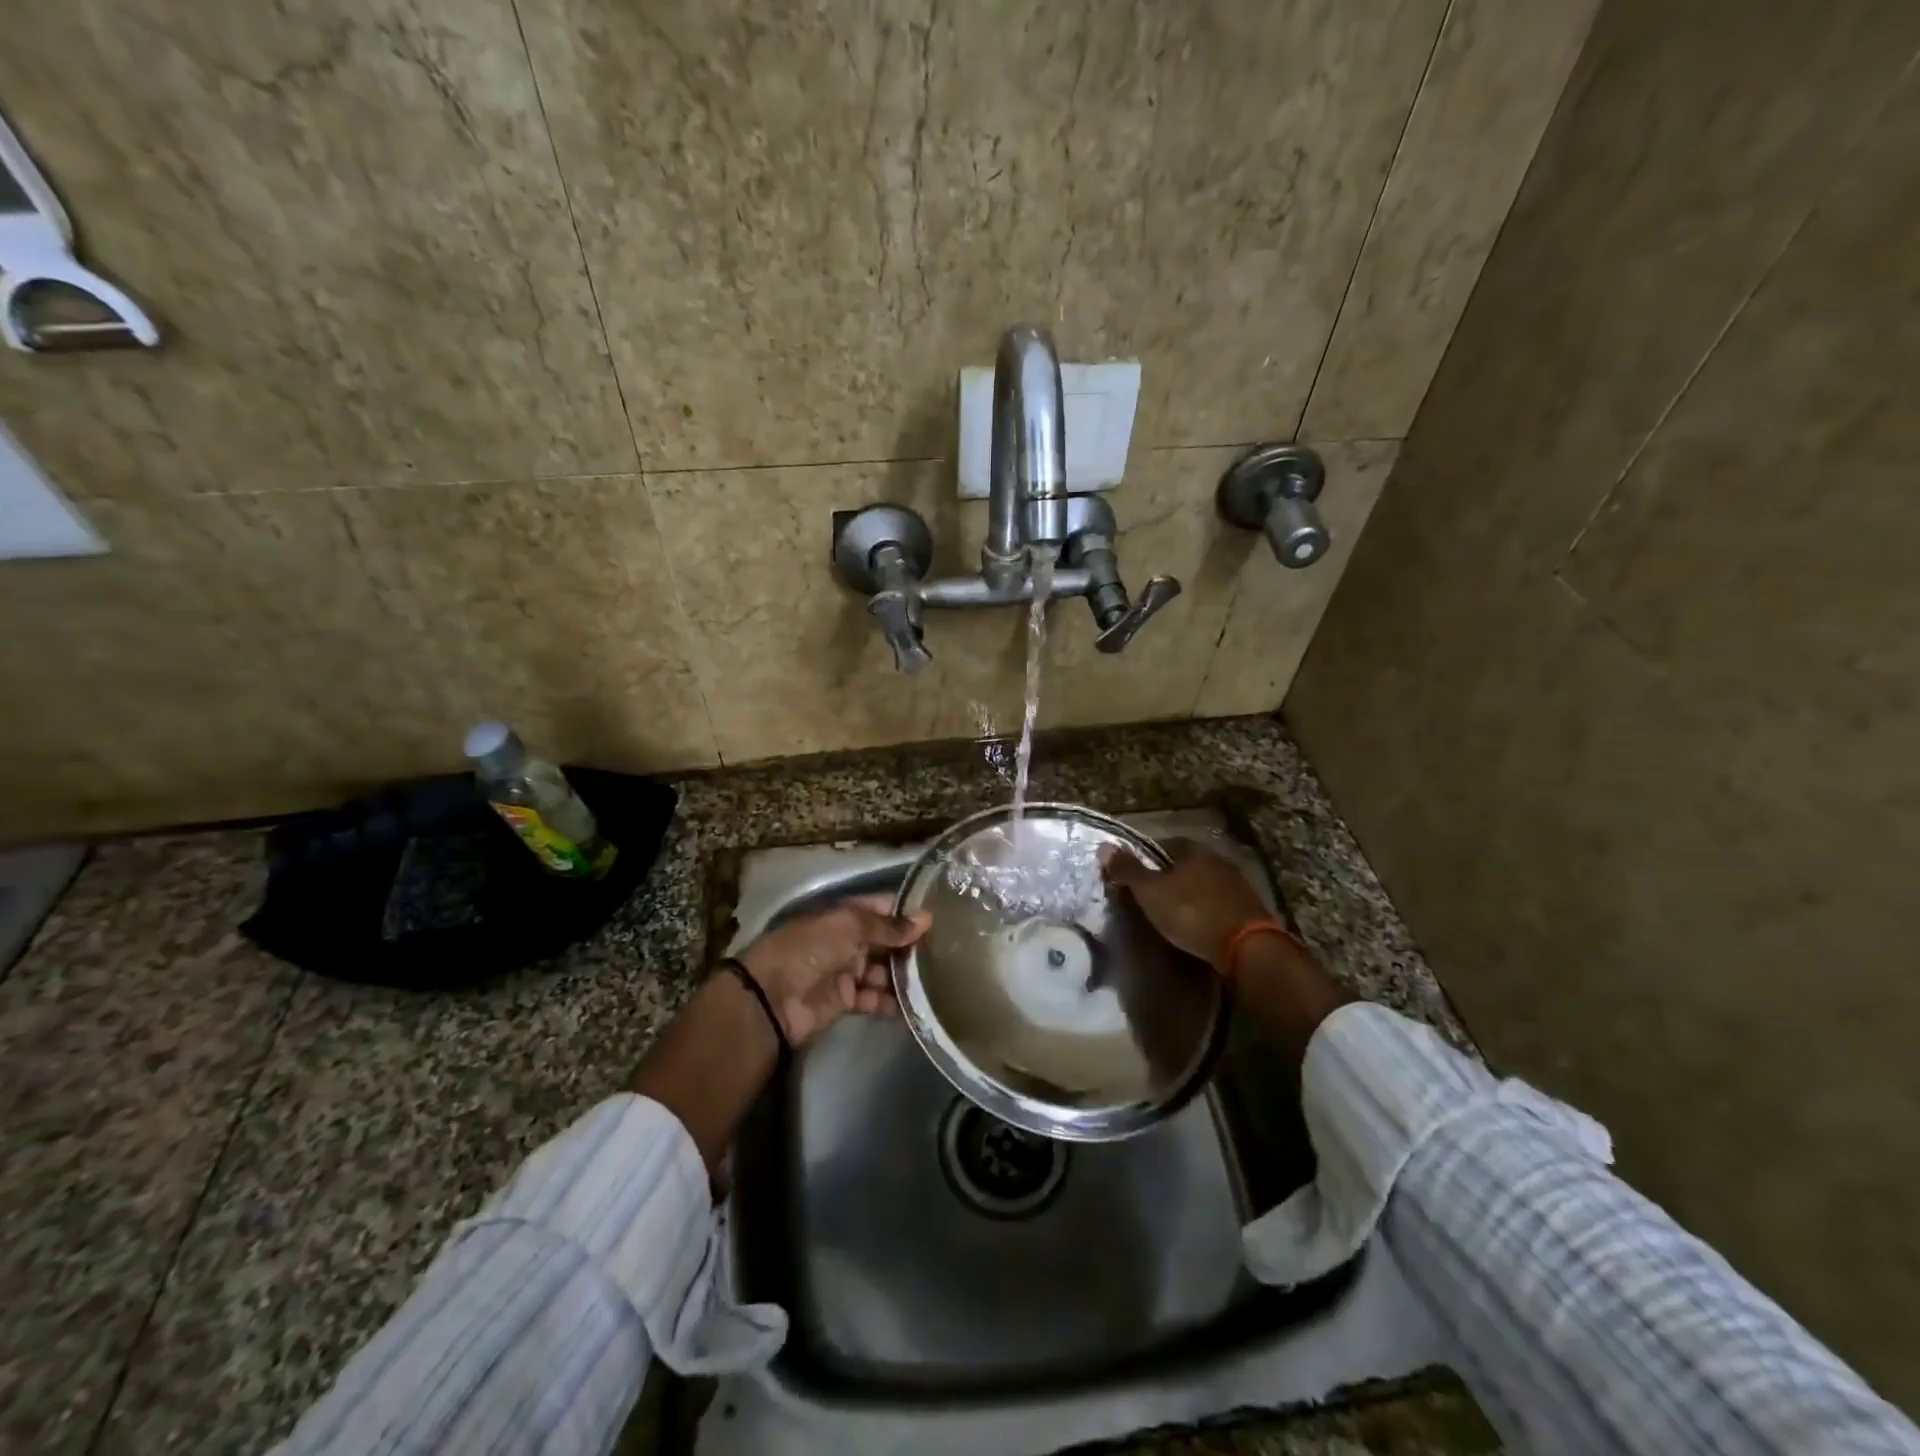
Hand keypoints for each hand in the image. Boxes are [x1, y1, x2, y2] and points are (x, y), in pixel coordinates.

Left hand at [737, 895, 931, 1046]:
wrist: (772, 997)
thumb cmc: (810, 948)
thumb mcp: (849, 927)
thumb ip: (888, 926)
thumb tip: (926, 918)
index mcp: (843, 916)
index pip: (880, 909)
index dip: (906, 912)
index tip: (939, 917)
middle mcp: (846, 940)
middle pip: (884, 941)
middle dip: (909, 946)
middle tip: (947, 952)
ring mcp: (846, 971)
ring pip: (883, 971)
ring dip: (905, 976)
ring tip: (937, 980)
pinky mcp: (846, 1001)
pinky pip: (875, 999)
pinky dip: (893, 1002)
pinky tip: (916, 1006)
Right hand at [1102, 838, 1274, 975]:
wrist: (1246, 947)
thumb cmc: (1191, 913)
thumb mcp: (1150, 892)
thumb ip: (1128, 870)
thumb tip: (1105, 847)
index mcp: (1193, 849)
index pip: (1163, 845)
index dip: (1146, 860)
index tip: (1135, 878)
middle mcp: (1218, 859)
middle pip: (1185, 864)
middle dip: (1169, 878)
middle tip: (1152, 898)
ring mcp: (1238, 883)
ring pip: (1204, 884)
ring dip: (1190, 895)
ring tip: (1174, 914)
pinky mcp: (1250, 908)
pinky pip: (1219, 903)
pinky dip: (1206, 911)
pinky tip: (1198, 926)